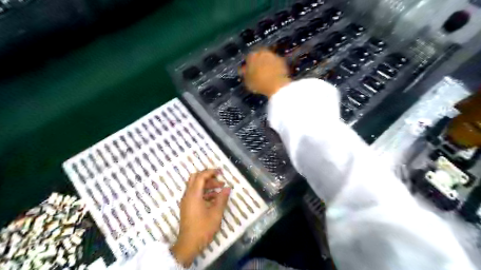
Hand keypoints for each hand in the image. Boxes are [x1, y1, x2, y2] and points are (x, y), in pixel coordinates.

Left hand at [169, 170, 229, 266]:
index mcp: (193, 195)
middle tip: (219, 179)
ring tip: (220, 189)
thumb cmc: (203, 228)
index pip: (201, 176)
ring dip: (207, 185)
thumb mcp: (216, 213)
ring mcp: (186, 201)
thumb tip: (228, 188)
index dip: (211, 172)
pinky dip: (204, 192)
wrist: (189, 244)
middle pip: (195, 178)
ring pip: (195, 186)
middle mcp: (188, 195)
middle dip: (208, 177)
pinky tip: (214, 198)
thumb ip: (222, 199)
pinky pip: (195, 194)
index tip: (221, 172)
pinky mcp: (187, 206)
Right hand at [240, 49, 288, 97]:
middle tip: (257, 71)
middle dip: (257, 62)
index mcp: (251, 56)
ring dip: (266, 63)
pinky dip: (273, 66)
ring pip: (267, 58)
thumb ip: (244, 73)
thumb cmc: (260, 84)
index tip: (248, 70)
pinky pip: (275, 62)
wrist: (277, 86)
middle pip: (258, 55)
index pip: (247, 57)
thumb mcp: (247, 81)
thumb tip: (243, 70)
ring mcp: (273, 55)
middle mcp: (262, 52)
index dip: (247, 64)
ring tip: (265, 73)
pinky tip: (273, 74)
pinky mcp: (281, 60)